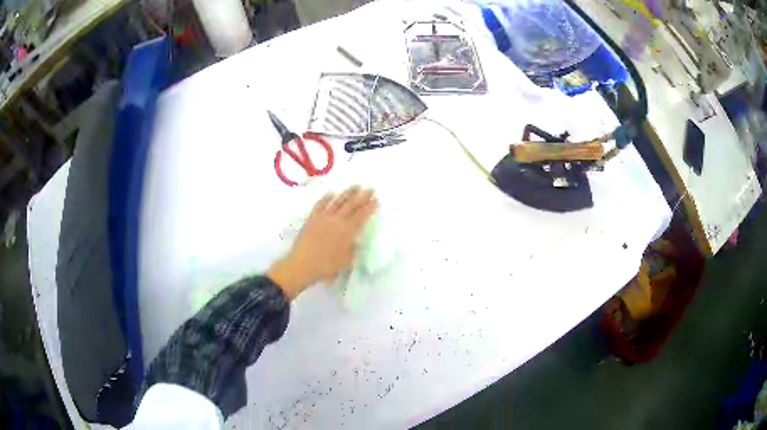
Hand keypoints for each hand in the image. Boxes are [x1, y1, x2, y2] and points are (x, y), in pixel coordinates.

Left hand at [267, 186, 376, 299]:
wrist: (303, 264)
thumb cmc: (326, 266)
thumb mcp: (347, 261)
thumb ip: (353, 249)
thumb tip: (355, 241)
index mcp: (348, 231)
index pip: (362, 215)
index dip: (370, 207)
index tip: (376, 199)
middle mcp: (337, 220)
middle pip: (352, 204)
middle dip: (363, 195)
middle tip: (370, 188)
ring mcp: (324, 217)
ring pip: (338, 201)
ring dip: (348, 192)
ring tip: (355, 185)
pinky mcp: (312, 217)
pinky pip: (320, 204)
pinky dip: (327, 197)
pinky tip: (331, 193)